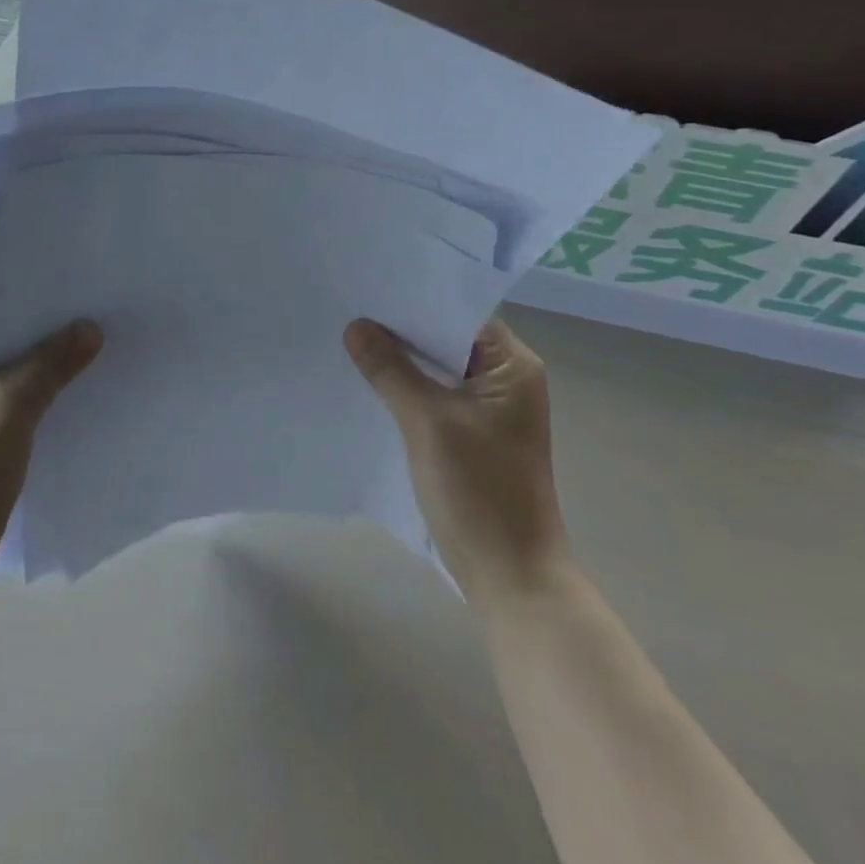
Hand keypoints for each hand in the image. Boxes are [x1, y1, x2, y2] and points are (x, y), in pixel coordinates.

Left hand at [0, 321, 101, 593]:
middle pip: (6, 348)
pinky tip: (78, 394)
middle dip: (48, 342)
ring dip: (48, 372)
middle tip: (96, 324)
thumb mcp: (11, 408)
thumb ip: (51, 364)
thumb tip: (92, 327)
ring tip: (96, 354)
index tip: (80, 300)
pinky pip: (17, 404)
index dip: (35, 311)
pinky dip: (44, 399)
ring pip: (15, 377)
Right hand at [345, 317, 567, 598]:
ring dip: (402, 360)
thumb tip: (356, 327)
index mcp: (513, 367)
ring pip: (438, 369)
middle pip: (447, 340)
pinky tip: (369, 381)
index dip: (416, 301)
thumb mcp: (428, 422)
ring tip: (351, 338)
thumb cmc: (479, 490)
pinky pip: (435, 396)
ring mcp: (490, 410)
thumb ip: (391, 370)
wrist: (509, 576)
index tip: (370, 287)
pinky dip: (407, 388)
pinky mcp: (473, 435)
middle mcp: (507, 381)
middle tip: (351, 307)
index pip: (460, 314)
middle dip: (401, 329)